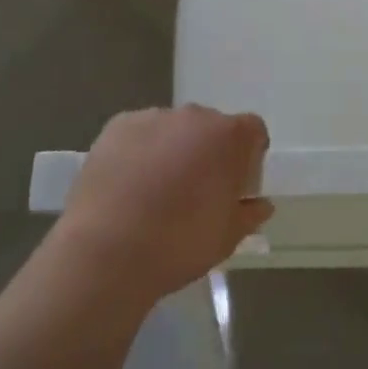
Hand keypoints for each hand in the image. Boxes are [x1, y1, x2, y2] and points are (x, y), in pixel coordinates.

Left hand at [53, 107, 271, 306]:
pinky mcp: (117, 126)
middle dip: (209, 152)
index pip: (253, 131)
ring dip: (174, 149)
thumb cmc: (180, 244)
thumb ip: (249, 214)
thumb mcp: (227, 237)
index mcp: (229, 136)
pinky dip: (140, 150)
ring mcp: (153, 117)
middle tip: (196, 191)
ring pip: (173, 129)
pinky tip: (129, 185)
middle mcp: (194, 116)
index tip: (237, 185)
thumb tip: (260, 205)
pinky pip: (140, 133)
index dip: (249, 156)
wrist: (107, 252)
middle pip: (211, 127)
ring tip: (156, 191)